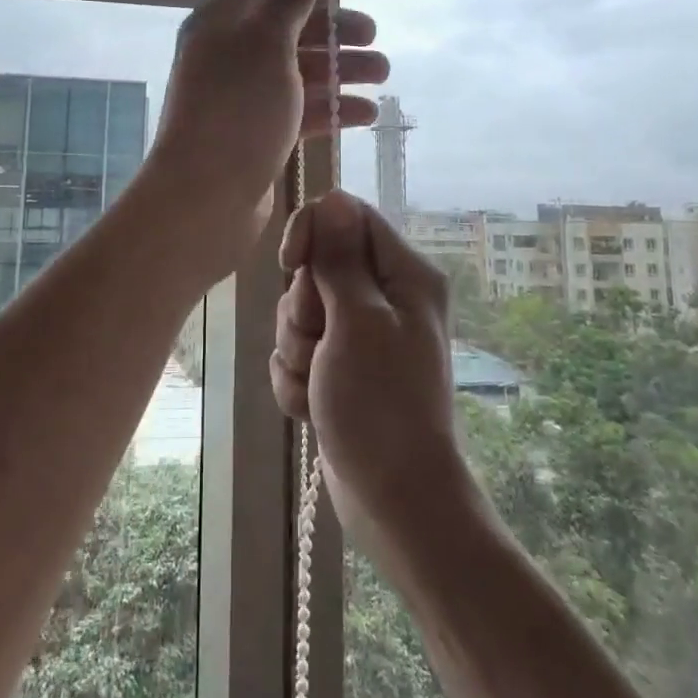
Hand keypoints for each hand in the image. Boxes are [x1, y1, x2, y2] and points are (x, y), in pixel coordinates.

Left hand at [144, 0, 386, 278]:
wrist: (205, 197)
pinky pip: (298, 112)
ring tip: (384, 78)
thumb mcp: (268, 42)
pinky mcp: (256, 137)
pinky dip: (331, 110)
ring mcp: (242, 100)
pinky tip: (367, 116)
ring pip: (298, 74)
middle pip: (289, 33)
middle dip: (335, 36)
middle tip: (377, 43)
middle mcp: (228, 57)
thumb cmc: (238, 110)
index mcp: (221, 24)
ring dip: (341, 73)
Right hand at [269, 190, 473, 547]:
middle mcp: (384, 296)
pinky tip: (313, 407)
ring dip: (296, 350)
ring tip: (319, 384)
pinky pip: (298, 351)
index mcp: (404, 274)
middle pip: (317, 266)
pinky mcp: (340, 367)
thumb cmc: (382, 405)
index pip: (347, 215)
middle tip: (322, 344)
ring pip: (300, 312)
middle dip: (303, 309)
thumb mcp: (358, 322)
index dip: (313, 232)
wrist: (394, 499)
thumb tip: (334, 199)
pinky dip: (297, 379)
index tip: (294, 265)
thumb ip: (340, 260)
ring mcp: (361, 335)